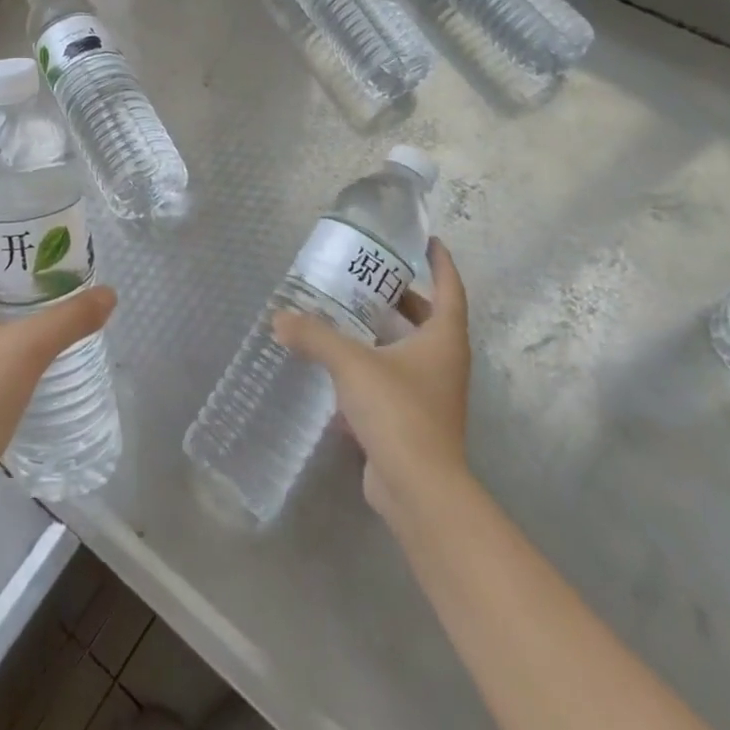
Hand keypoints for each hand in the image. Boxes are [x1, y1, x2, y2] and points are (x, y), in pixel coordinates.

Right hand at [272, 238, 469, 522]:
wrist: (418, 489)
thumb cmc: (398, 411)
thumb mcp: (351, 364)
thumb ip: (315, 336)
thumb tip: (279, 318)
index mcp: (443, 340)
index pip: (450, 289)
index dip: (441, 263)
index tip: (427, 240)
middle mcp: (444, 363)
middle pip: (429, 319)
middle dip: (403, 296)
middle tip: (369, 277)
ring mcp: (432, 395)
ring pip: (411, 351)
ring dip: (386, 331)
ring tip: (348, 313)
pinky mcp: (414, 422)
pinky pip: (395, 380)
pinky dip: (374, 365)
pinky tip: (341, 364)